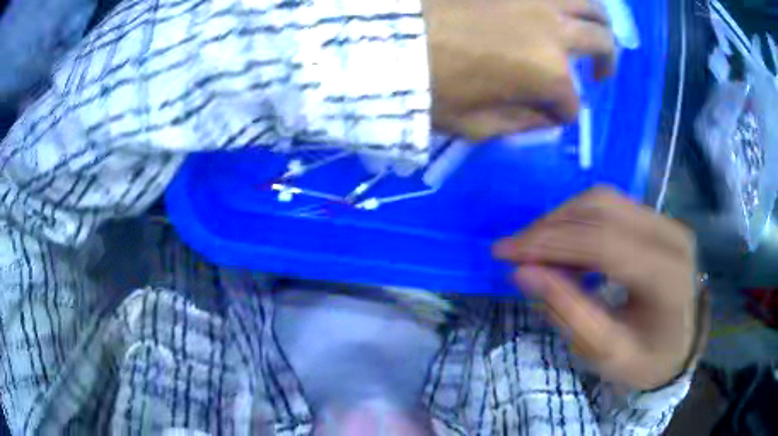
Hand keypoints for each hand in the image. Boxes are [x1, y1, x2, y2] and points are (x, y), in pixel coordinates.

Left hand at [423, 0, 615, 139]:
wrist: (383, 41)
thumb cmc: (425, 88)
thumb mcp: (475, 125)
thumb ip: (522, 123)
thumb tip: (546, 115)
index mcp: (546, 74)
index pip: (571, 102)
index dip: (563, 113)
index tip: (551, 114)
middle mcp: (551, 29)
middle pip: (601, 43)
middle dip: (605, 63)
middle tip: (598, 72)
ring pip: (590, 4)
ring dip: (599, 22)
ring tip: (591, 32)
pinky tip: (560, 8)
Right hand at [493, 187, 700, 390]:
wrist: (680, 346)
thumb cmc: (646, 359)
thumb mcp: (605, 352)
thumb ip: (567, 312)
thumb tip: (523, 273)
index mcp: (666, 276)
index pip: (602, 242)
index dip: (549, 243)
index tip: (504, 253)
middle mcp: (670, 235)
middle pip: (601, 210)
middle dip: (549, 226)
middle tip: (513, 250)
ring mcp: (666, 221)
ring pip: (603, 200)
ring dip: (561, 219)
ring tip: (533, 247)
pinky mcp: (658, 219)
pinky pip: (611, 206)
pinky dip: (578, 219)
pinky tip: (561, 243)